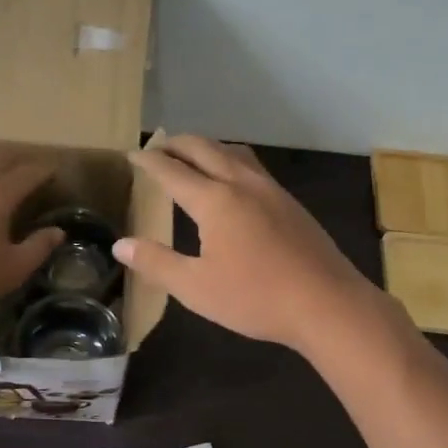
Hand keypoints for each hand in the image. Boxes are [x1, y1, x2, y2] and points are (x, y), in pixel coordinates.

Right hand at [115, 137, 379, 354]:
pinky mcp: (291, 203)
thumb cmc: (256, 297)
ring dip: (207, 147)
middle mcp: (242, 184)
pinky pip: (252, 167)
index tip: (132, 154)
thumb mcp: (196, 287)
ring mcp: (271, 190)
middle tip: (158, 147)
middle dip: (177, 144)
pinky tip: (233, 182)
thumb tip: (120, 244)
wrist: (327, 303)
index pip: (172, 170)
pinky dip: (230, 160)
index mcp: (214, 200)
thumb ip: (156, 262)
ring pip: (233, 152)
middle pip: (204, 149)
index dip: (149, 160)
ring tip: (192, 157)